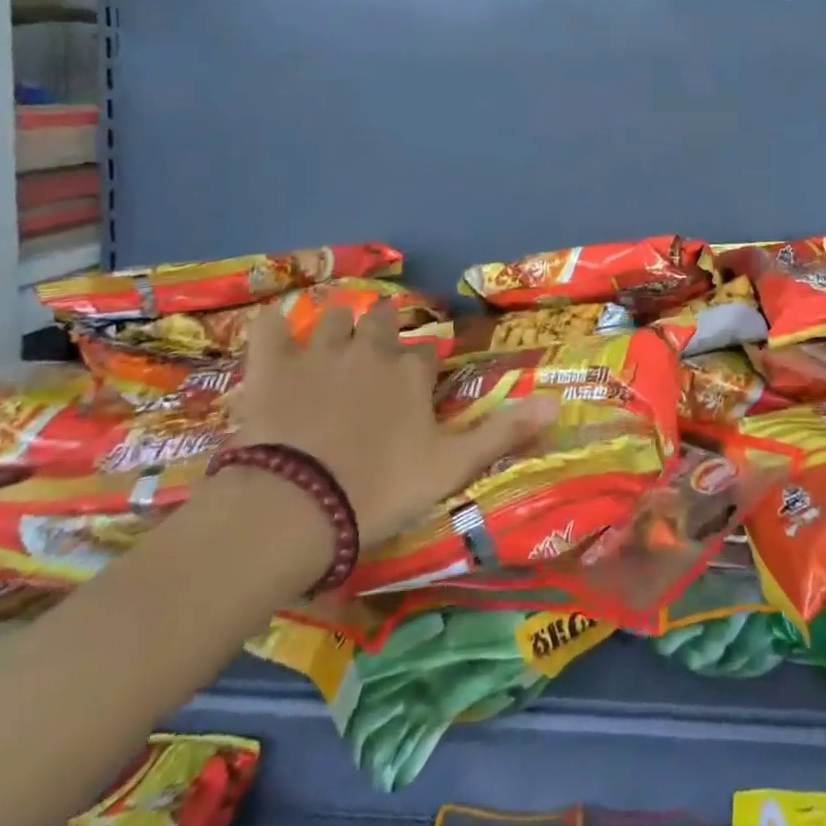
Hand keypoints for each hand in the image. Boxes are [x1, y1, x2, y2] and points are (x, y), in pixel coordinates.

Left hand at [228, 300, 553, 572]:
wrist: (294, 507)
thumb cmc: (378, 489)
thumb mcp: (451, 468)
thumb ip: (502, 433)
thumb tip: (557, 404)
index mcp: (411, 373)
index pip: (426, 353)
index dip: (424, 364)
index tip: (420, 380)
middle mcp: (370, 350)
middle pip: (380, 322)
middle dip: (382, 327)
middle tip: (376, 345)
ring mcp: (317, 354)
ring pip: (332, 319)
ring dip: (336, 325)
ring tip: (332, 338)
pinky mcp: (270, 367)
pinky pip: (268, 329)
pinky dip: (271, 326)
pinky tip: (271, 324)